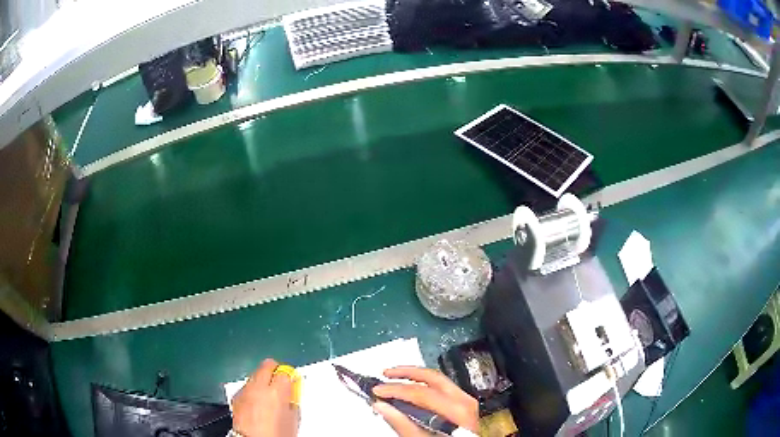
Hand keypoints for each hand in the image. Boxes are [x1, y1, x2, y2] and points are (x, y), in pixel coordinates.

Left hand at [232, 359, 299, 436]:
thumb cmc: (276, 433)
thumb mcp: (293, 419)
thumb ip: (293, 401)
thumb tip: (291, 393)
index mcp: (277, 391)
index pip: (285, 372)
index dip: (289, 376)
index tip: (292, 382)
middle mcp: (259, 386)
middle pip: (267, 365)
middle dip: (274, 370)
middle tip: (280, 381)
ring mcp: (245, 390)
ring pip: (255, 374)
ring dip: (262, 380)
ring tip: (268, 395)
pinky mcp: (236, 396)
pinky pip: (246, 386)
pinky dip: (252, 390)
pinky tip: (256, 403)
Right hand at [372, 366, 478, 435]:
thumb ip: (402, 424)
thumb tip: (381, 406)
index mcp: (457, 410)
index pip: (421, 392)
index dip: (396, 389)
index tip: (377, 390)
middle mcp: (464, 401)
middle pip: (432, 378)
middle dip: (406, 373)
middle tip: (385, 374)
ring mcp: (466, 401)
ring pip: (438, 379)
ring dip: (414, 376)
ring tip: (395, 376)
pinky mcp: (463, 404)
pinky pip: (442, 387)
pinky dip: (424, 384)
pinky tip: (411, 387)